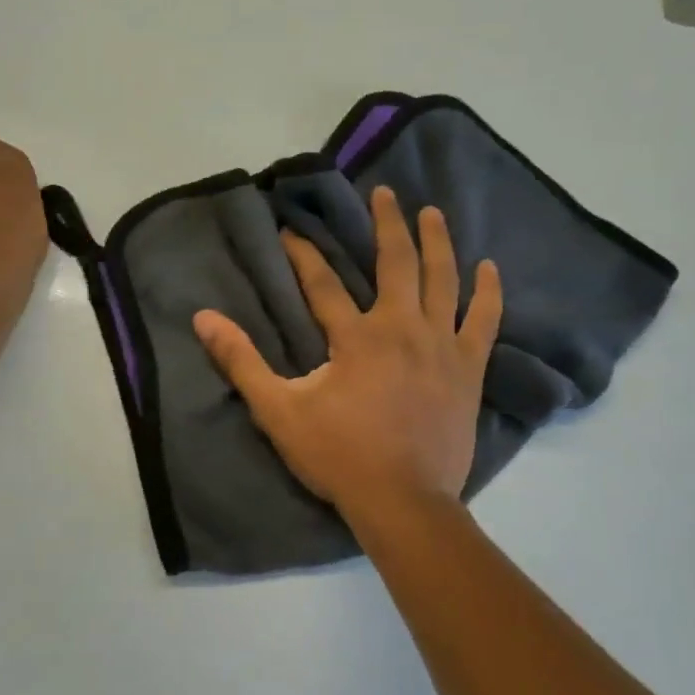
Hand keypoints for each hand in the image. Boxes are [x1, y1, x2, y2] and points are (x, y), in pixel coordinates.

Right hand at [193, 186, 502, 525]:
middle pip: (396, 262)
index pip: (323, 282)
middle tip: (385, 193)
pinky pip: (484, 321)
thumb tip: (204, 319)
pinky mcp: (468, 368)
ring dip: (437, 242)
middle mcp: (401, 327)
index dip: (303, 254)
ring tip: (432, 212)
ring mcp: (441, 345)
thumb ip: (241, 362)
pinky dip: (487, 292)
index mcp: (355, 336)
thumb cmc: (338, 456)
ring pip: (443, 280)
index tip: (290, 231)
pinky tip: (489, 268)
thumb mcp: (279, 411)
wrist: (403, 501)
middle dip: (387, 224)